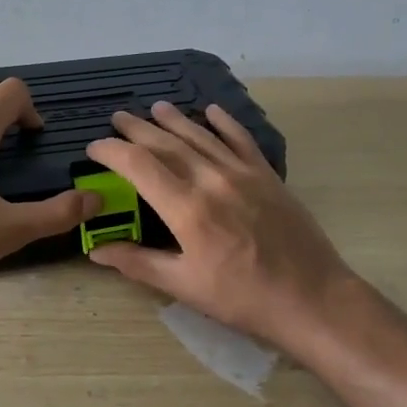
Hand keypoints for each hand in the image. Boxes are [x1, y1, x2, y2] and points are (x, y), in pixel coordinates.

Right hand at [84, 101, 355, 348]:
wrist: (312, 298)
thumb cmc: (242, 298)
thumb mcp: (184, 286)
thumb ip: (138, 263)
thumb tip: (96, 251)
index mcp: (187, 209)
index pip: (139, 165)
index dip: (112, 151)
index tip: (94, 148)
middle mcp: (212, 180)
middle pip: (167, 143)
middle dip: (137, 129)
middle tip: (117, 119)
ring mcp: (243, 173)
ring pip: (201, 136)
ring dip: (174, 120)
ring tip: (154, 108)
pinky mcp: (267, 176)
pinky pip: (241, 139)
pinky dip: (224, 122)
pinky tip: (211, 111)